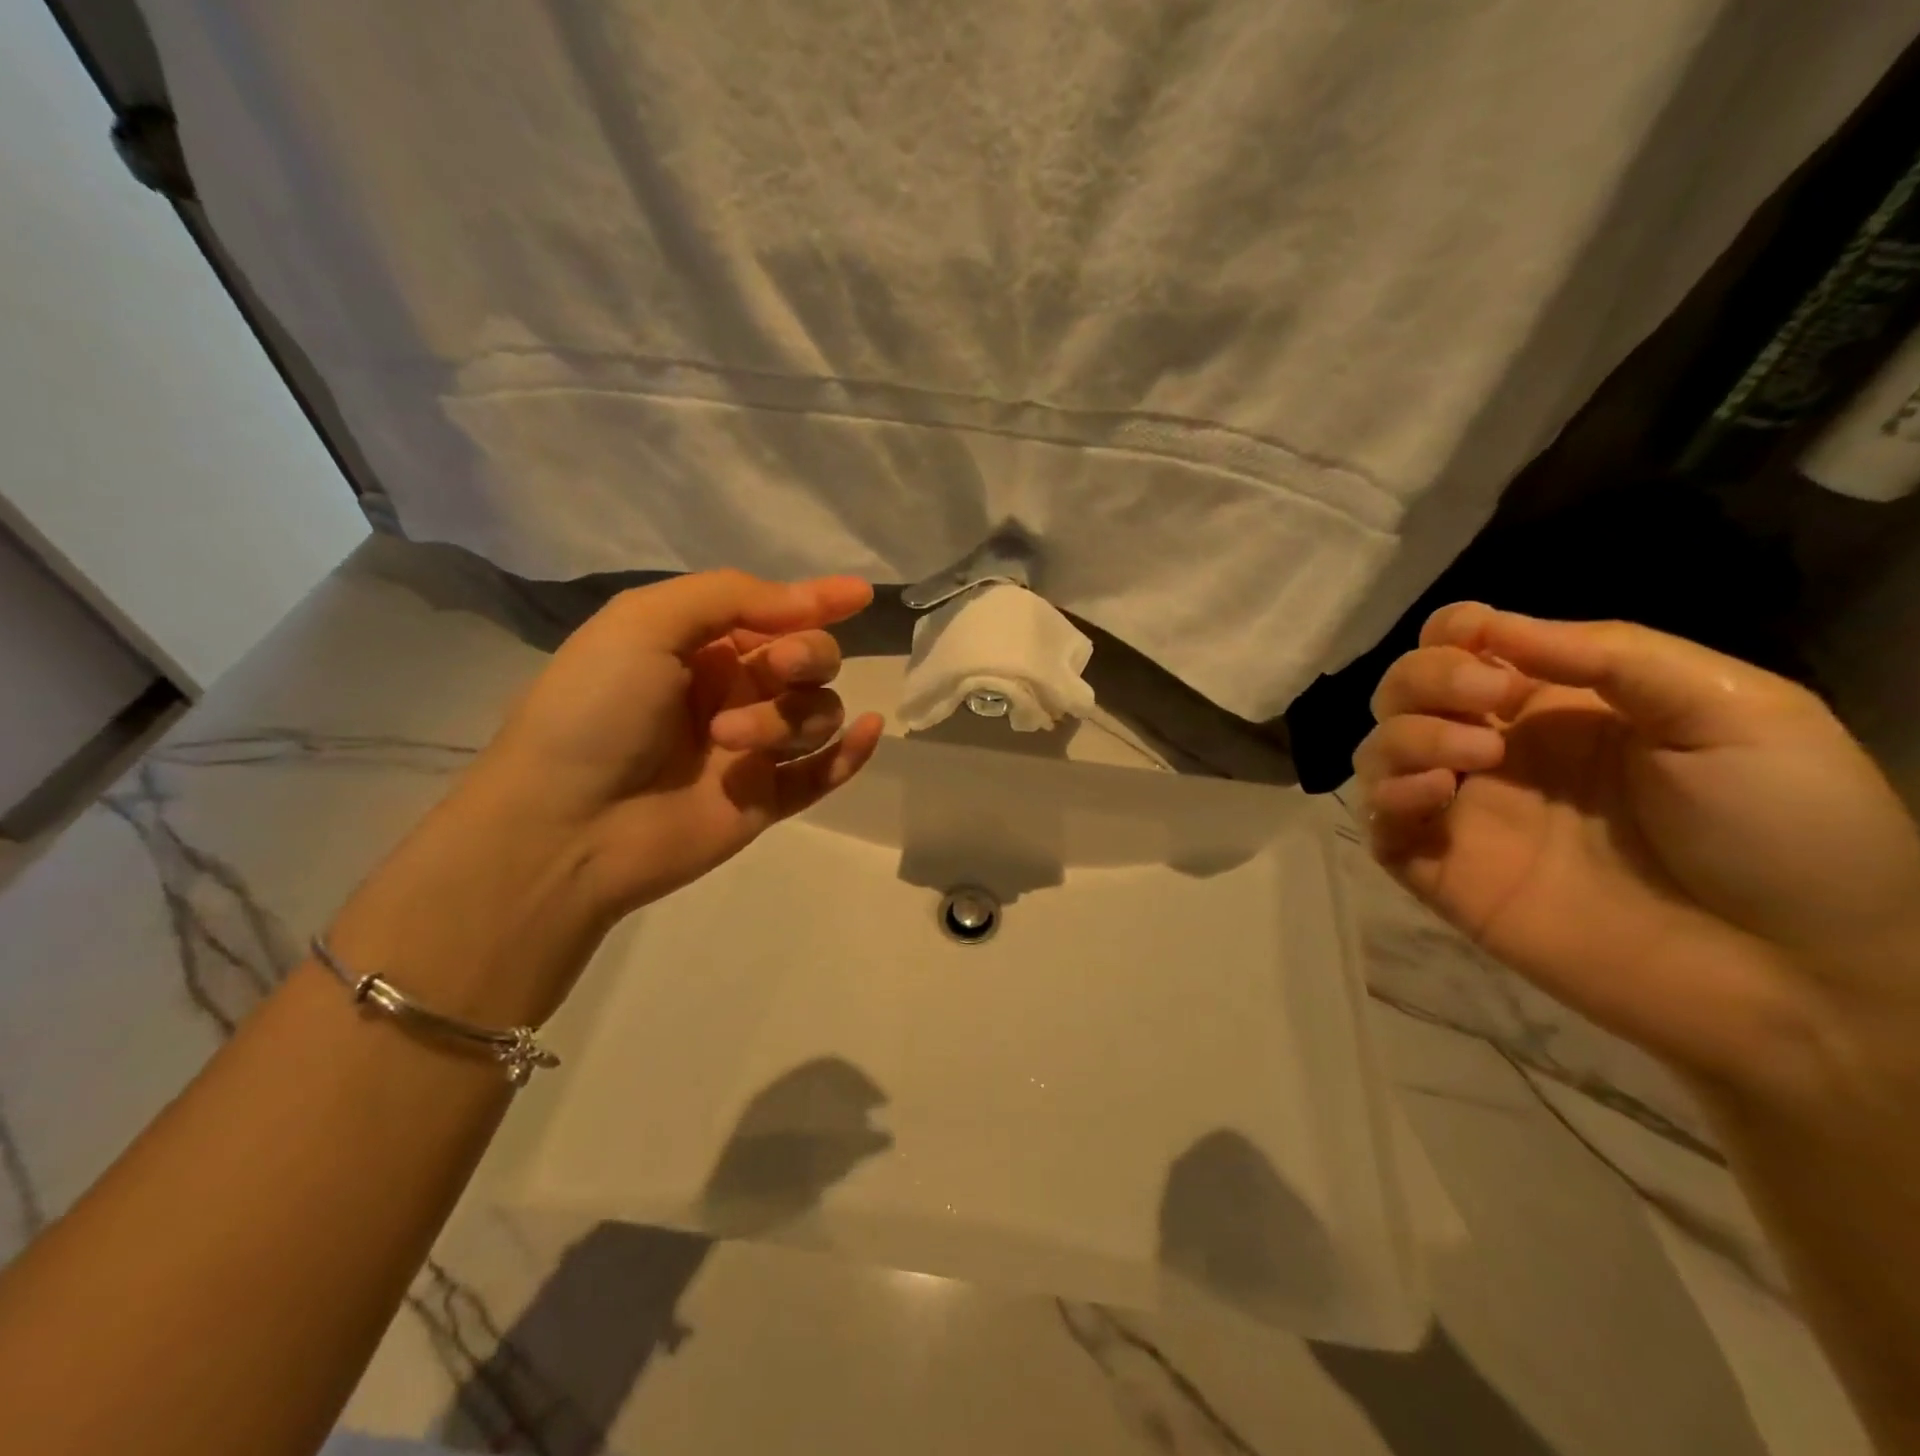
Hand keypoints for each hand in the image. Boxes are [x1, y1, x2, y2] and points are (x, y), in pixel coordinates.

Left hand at [330, 571, 883, 1020]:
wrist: (565, 825)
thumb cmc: (595, 710)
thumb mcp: (645, 623)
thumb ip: (731, 597)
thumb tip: (811, 600)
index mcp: (699, 646)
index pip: (774, 613)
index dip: (817, 600)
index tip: (859, 593)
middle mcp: (731, 691)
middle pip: (809, 661)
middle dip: (806, 655)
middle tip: (778, 668)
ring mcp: (751, 748)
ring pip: (815, 714)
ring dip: (788, 718)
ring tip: (730, 739)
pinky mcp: (764, 798)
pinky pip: (824, 772)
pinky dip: (852, 752)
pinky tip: (868, 731)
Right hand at [1354, 604, 1919, 1106]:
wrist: (1803, 980)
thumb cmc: (1790, 832)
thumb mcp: (1732, 710)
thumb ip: (1610, 655)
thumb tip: (1490, 628)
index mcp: (1560, 707)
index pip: (1465, 649)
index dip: (1453, 634)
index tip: (1478, 644)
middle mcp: (1498, 753)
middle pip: (1405, 692)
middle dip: (1424, 678)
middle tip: (1485, 703)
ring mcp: (1467, 816)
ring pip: (1379, 753)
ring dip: (1405, 736)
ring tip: (1475, 756)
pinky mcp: (1445, 875)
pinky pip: (1378, 827)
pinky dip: (1385, 799)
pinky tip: (1435, 794)